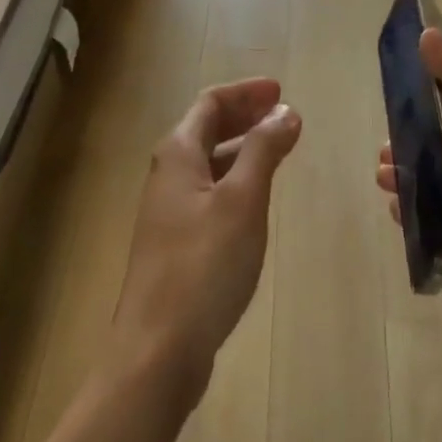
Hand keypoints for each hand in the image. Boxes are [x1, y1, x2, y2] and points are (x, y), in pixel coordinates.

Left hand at [111, 79, 301, 403]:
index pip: (211, 103)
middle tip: (284, 114)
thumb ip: (264, 151)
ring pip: (209, 163)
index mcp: (178, 154)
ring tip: (278, 150)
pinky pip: (209, 193)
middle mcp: (168, 175)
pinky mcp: (176, 245)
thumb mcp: (242, 200)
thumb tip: (285, 112)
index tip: (280, 91)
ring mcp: (169, 212)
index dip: (245, 93)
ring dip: (242, 149)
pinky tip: (255, 200)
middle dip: (245, 116)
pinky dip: (235, 181)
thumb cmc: (203, 265)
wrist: (156, 350)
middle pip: (207, 129)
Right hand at [376, 30, 441, 331]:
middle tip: (383, 152)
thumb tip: (429, 30)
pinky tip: (397, 210)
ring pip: (433, 180)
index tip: (394, 98)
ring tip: (384, 180)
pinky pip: (434, 216)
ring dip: (405, 175)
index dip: (423, 99)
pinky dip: (413, 211)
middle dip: (407, 143)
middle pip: (439, 145)